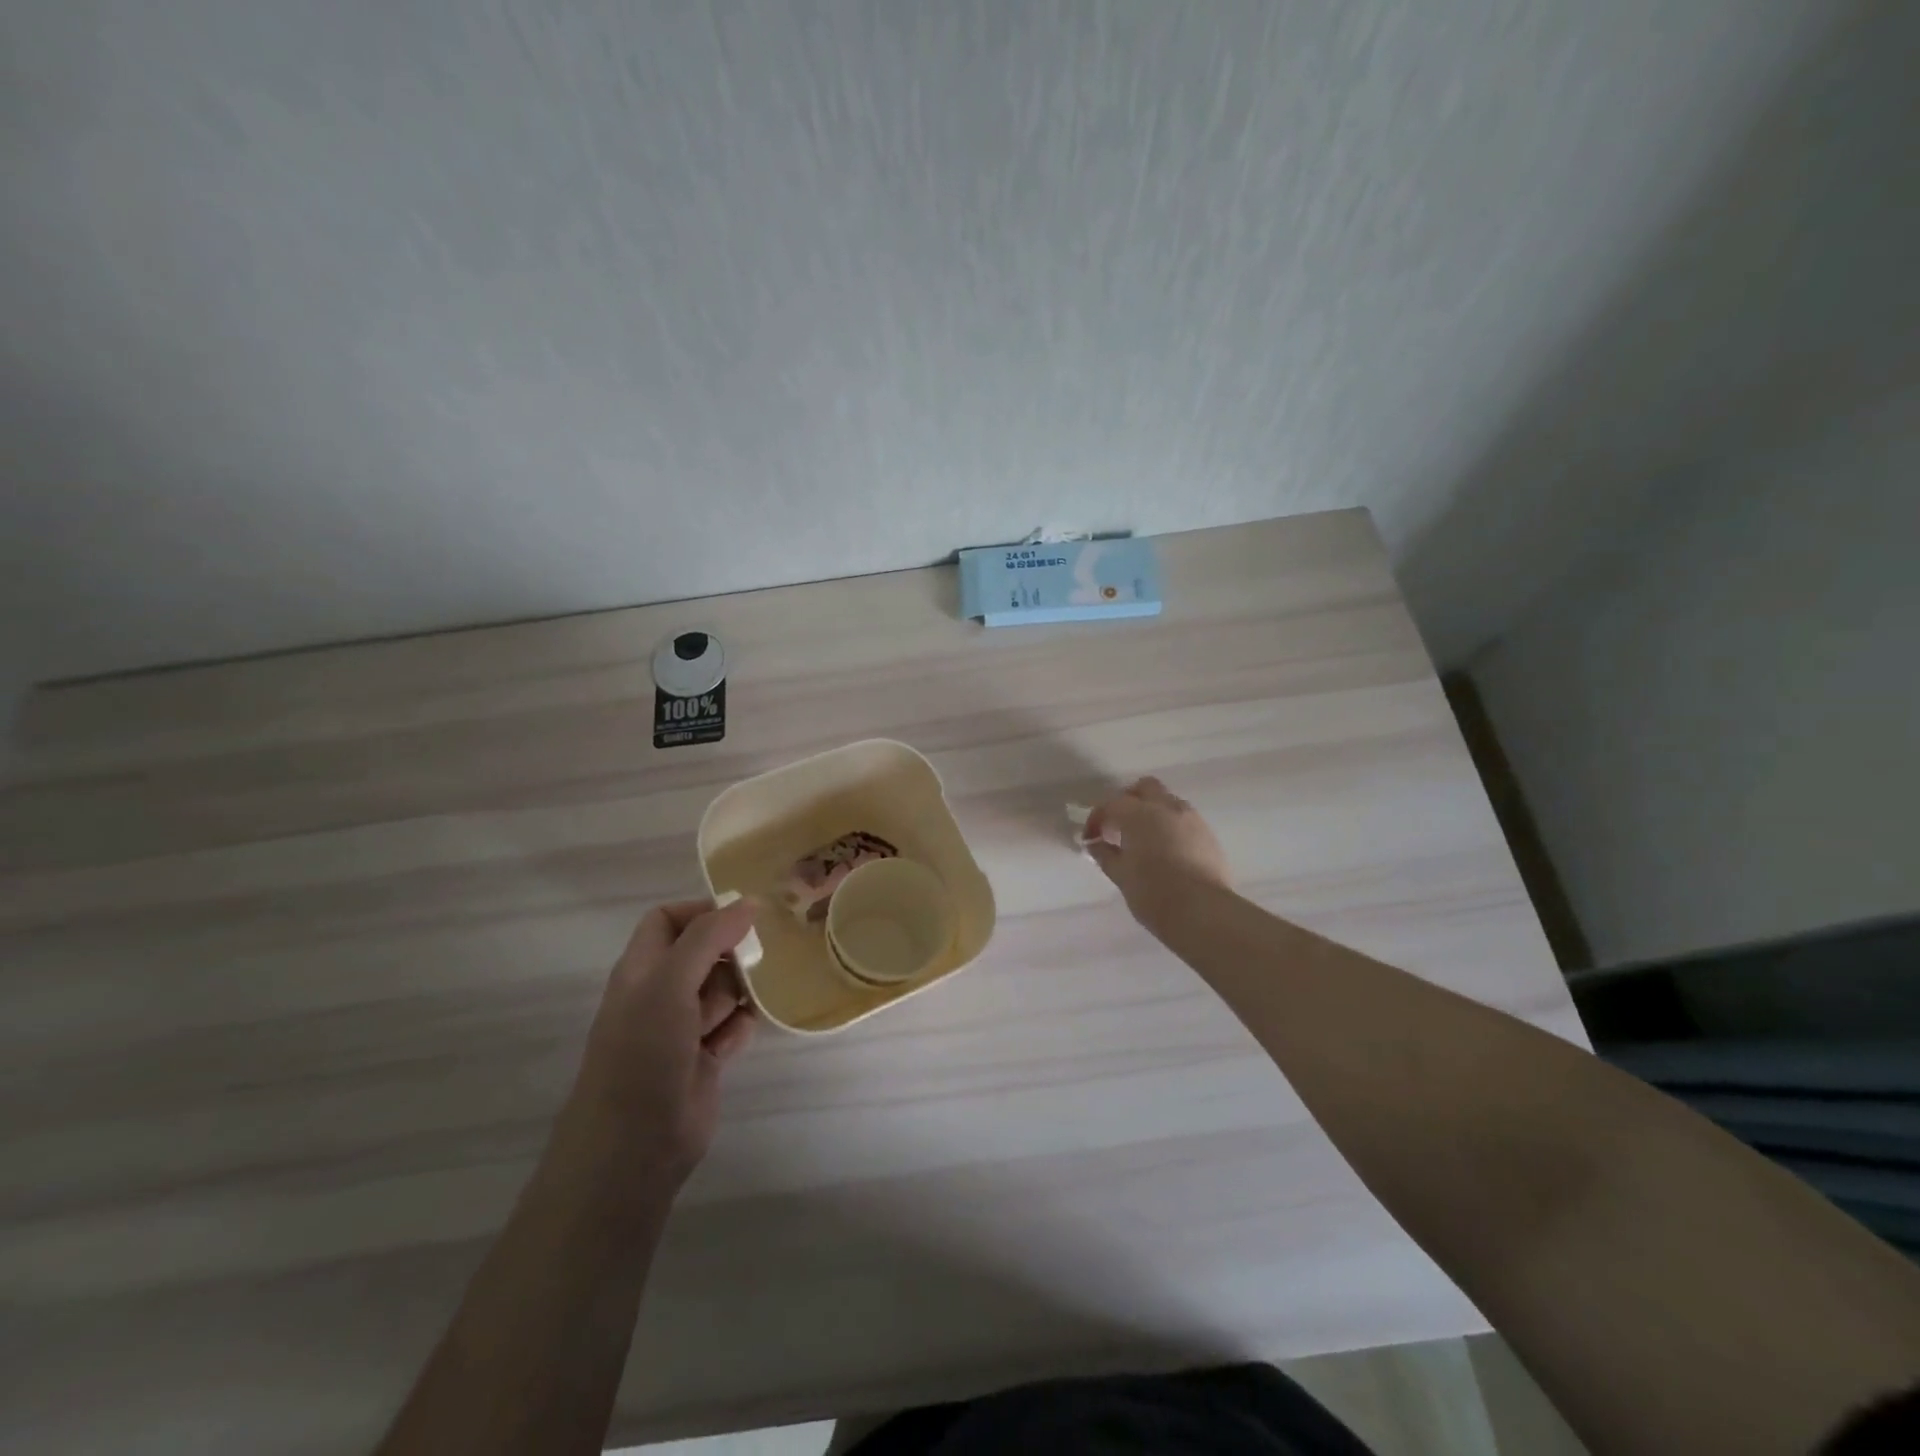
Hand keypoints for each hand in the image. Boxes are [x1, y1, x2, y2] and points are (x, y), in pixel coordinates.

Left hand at [569, 898, 758, 1189]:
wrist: (634, 1147)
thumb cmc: (643, 1053)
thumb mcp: (670, 983)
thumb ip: (708, 937)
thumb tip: (748, 902)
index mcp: (642, 968)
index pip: (669, 919)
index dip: (703, 912)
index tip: (744, 917)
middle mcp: (661, 992)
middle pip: (705, 952)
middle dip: (732, 952)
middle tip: (761, 956)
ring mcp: (683, 1027)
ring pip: (724, 989)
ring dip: (741, 991)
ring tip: (752, 1000)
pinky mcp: (705, 1058)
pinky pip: (734, 1025)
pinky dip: (741, 1027)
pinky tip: (737, 1038)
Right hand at [1084, 777, 1231, 921]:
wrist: (1202, 912)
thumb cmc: (1153, 893)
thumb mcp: (1121, 875)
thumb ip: (1105, 854)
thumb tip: (1096, 844)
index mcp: (1139, 814)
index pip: (1111, 805)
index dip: (1096, 820)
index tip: (1090, 839)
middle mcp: (1166, 807)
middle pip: (1145, 788)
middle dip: (1128, 802)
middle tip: (1119, 827)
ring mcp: (1192, 819)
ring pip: (1168, 802)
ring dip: (1152, 813)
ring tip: (1143, 841)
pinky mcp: (1209, 835)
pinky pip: (1184, 820)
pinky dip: (1171, 827)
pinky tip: (1167, 852)